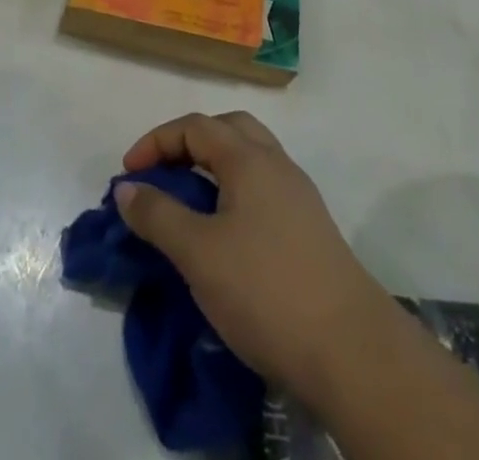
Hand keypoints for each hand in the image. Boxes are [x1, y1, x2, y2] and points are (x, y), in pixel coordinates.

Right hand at [115, 112, 403, 412]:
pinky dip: (236, 193)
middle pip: (228, 130)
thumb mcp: (198, 253)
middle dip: (189, 143)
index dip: (156, 143)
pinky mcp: (312, 230)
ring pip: (250, 159)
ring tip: (190, 204)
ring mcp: (299, 197)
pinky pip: (264, 190)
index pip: (195, 126)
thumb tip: (127, 189)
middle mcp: (277, 164)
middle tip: (164, 175)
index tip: (128, 176)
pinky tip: (226, 234)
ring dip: (215, 168)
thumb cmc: (266, 290)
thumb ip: (158, 215)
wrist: (352, 352)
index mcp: (249, 158)